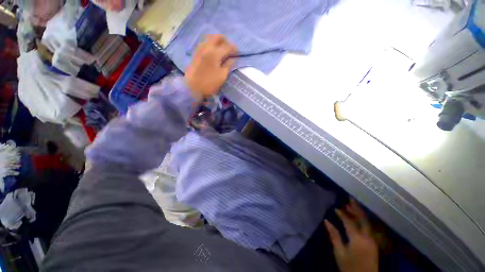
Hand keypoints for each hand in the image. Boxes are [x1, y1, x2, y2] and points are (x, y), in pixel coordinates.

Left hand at [185, 34, 237, 99]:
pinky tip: (214, 52)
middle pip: (217, 37)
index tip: (238, 52)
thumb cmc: (209, 83)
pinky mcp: (196, 53)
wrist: (192, 87)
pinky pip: (205, 43)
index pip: (227, 46)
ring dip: (218, 41)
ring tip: (222, 50)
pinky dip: (211, 44)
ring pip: (210, 38)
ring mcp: (200, 49)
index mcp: (215, 53)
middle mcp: (207, 47)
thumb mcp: (222, 76)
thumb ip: (228, 65)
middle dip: (225, 40)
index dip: (234, 48)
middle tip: (230, 48)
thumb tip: (233, 58)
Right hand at [325, 199, 378, 271]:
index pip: (349, 221)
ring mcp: (372, 240)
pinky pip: (368, 227)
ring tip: (352, 205)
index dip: (342, 213)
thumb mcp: (339, 253)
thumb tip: (326, 221)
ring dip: (359, 213)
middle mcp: (367, 237)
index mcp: (357, 239)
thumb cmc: (349, 267)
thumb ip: (334, 236)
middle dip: (356, 208)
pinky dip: (362, 220)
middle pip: (363, 219)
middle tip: (349, 198)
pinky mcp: (374, 243)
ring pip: (367, 222)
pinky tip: (358, 218)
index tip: (335, 208)